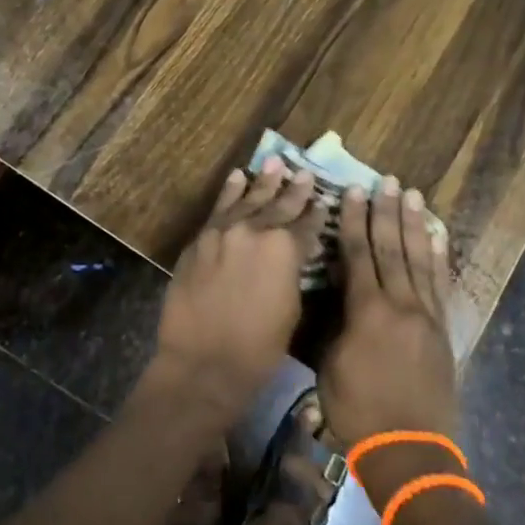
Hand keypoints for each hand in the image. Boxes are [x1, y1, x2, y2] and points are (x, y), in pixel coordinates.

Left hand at [151, 158, 322, 414]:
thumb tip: (293, 256)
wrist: (203, 362)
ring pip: (248, 200)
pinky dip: (229, 192)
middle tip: (304, 173)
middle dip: (294, 190)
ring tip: (274, 162)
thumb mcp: (291, 309)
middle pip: (279, 206)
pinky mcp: (200, 239)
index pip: (307, 225)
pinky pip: (218, 209)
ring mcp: (223, 231)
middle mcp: (255, 231)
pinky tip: (238, 177)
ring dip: (263, 182)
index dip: (316, 214)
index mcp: (285, 249)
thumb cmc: (258, 348)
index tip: (323, 200)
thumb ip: (293, 272)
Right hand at [319, 178, 459, 500]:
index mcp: (367, 311)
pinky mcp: (442, 330)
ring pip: (419, 259)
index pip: (358, 254)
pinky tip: (438, 237)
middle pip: (391, 248)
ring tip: (412, 195)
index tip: (353, 192)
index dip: (353, 221)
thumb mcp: (329, 366)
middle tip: (387, 180)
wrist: (410, 451)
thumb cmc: (358, 411)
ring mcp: (426, 316)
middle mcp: (400, 304)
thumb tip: (334, 292)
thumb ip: (333, 323)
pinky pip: (441, 285)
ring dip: (414, 225)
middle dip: (386, 212)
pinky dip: (439, 258)